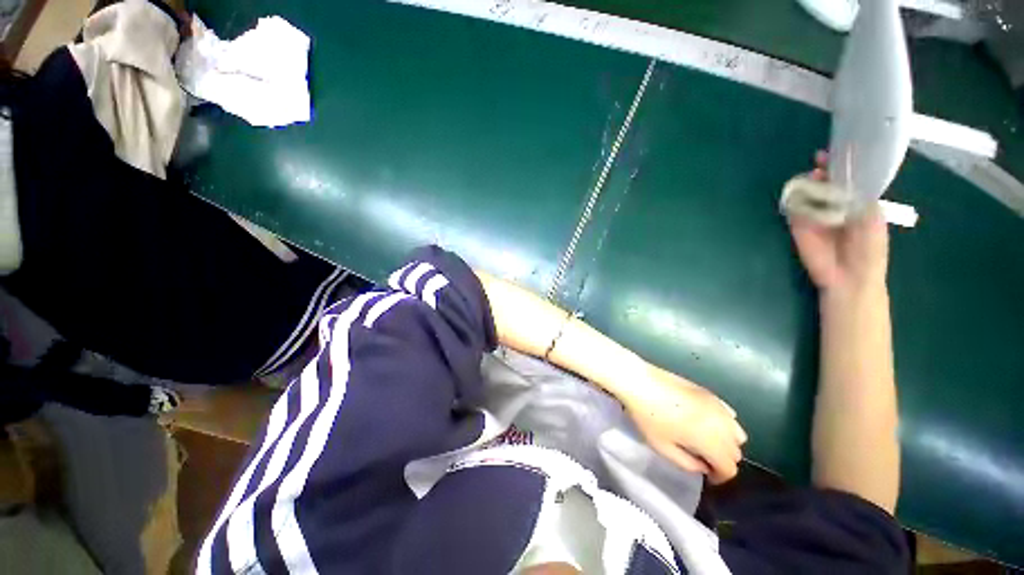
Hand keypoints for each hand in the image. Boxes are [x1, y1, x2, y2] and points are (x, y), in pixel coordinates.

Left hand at [621, 364, 746, 483]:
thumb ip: (688, 464)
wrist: (640, 382)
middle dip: (722, 460)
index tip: (707, 476)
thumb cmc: (648, 416)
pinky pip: (728, 414)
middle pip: (735, 451)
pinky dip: (724, 422)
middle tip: (701, 458)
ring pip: (737, 432)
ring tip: (704, 440)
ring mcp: (717, 405)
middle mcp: (722, 423)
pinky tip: (704, 421)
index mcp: (712, 441)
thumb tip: (703, 466)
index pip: (730, 468)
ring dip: (726, 441)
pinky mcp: (709, 392)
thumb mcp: (663, 448)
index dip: (719, 477)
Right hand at [789, 152, 888, 298]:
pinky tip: (795, 193)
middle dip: (823, 171)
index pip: (848, 178)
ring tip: (810, 178)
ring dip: (807, 183)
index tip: (836, 153)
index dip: (842, 165)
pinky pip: (793, 209)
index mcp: (856, 201)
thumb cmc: (868, 250)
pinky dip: (792, 199)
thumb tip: (848, 180)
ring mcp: (814, 214)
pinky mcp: (798, 225)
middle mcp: (835, 204)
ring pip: (808, 193)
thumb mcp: (873, 221)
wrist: (848, 276)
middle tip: (819, 163)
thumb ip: (863, 200)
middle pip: (826, 182)